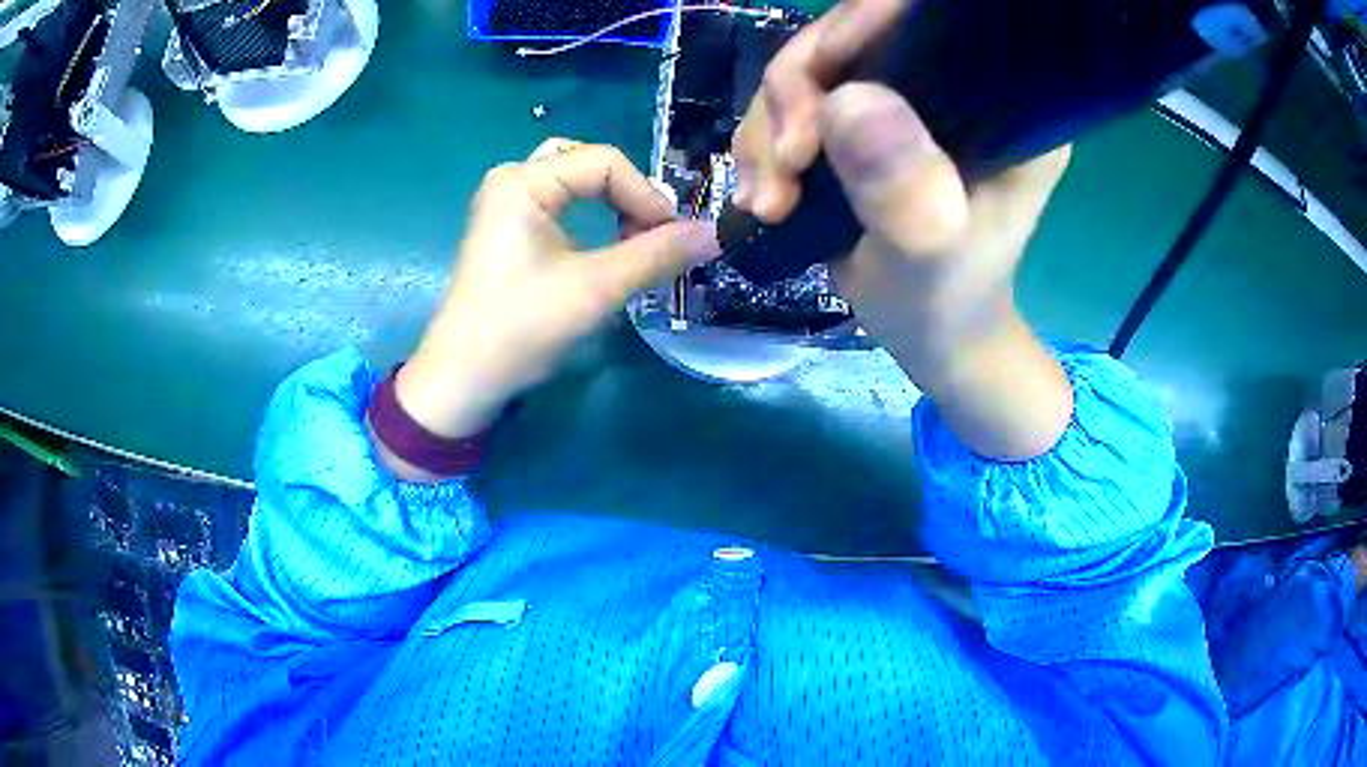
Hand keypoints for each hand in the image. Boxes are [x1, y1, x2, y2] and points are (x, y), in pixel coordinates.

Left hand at [396, 139, 719, 444]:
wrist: (463, 380)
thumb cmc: (521, 328)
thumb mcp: (596, 289)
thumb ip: (657, 256)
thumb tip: (715, 234)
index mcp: (523, 181)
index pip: (606, 162)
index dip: (647, 196)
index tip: (673, 240)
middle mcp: (511, 179)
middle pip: (590, 164)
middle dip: (629, 195)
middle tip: (652, 236)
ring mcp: (505, 204)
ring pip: (575, 182)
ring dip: (611, 204)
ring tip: (633, 240)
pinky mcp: (507, 229)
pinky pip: (561, 203)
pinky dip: (591, 216)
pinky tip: (604, 246)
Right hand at [733, 0, 1073, 459]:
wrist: (929, 335)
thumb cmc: (945, 305)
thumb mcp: (930, 261)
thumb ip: (904, 194)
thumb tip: (847, 103)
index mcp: (1002, 105)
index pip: (931, 21)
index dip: (863, 26)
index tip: (814, 89)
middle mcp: (956, 87)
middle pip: (853, 34)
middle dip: (798, 90)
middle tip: (785, 163)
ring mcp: (906, 100)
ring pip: (812, 68)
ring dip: (770, 128)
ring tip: (770, 201)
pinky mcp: (866, 120)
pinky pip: (793, 102)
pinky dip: (764, 144)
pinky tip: (766, 196)